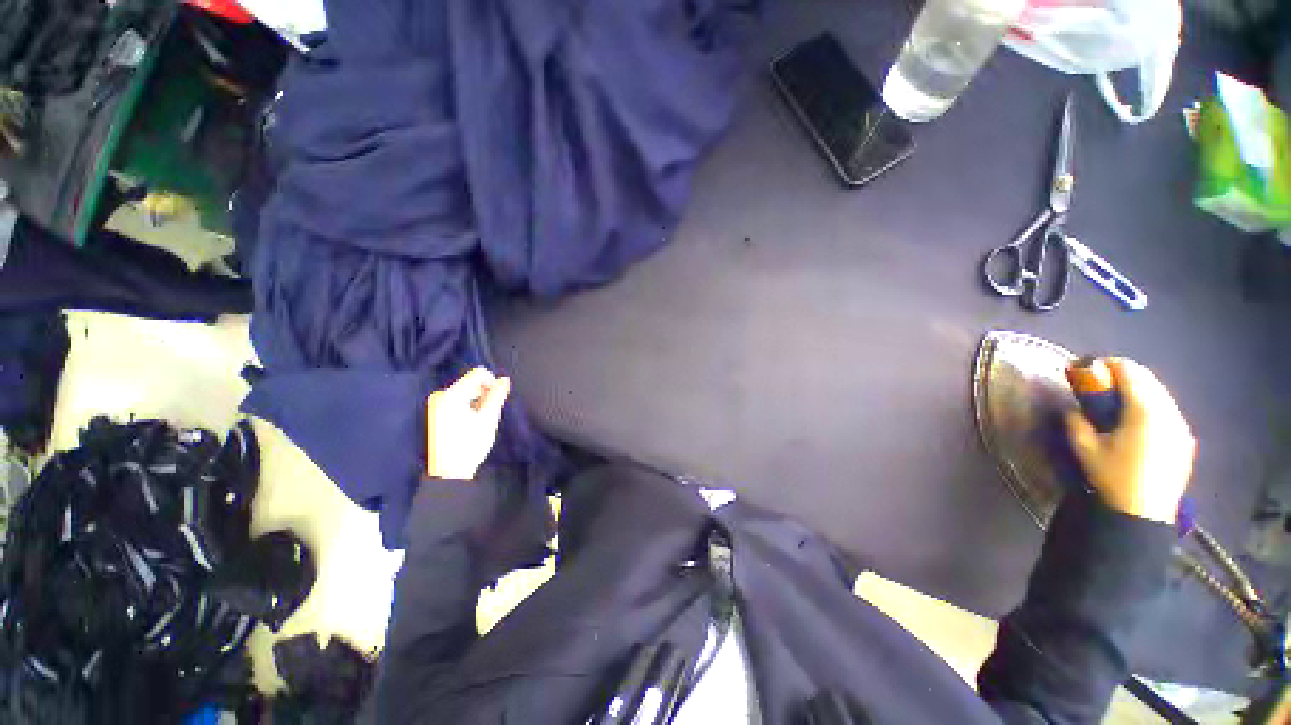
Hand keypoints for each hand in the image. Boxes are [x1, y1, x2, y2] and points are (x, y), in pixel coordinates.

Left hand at [426, 368, 510, 479]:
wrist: (449, 471)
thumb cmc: (470, 445)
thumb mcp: (489, 418)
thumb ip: (497, 395)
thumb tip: (504, 380)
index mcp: (452, 395)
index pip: (478, 373)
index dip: (492, 382)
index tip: (497, 399)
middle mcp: (441, 395)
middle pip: (471, 382)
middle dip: (484, 393)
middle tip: (488, 413)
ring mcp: (436, 404)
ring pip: (465, 391)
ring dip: (477, 401)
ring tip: (478, 421)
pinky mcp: (435, 412)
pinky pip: (457, 400)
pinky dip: (467, 406)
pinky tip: (469, 423)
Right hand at [1064, 358, 1195, 524]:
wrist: (1142, 514)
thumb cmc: (1112, 477)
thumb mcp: (1084, 448)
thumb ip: (1076, 421)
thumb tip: (1073, 408)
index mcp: (1145, 411)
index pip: (1130, 372)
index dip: (1108, 364)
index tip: (1089, 368)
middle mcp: (1168, 413)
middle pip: (1149, 380)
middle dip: (1124, 376)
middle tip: (1100, 384)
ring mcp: (1180, 427)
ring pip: (1161, 395)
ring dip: (1139, 391)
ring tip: (1117, 401)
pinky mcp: (1184, 440)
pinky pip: (1168, 412)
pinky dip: (1151, 406)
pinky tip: (1136, 421)